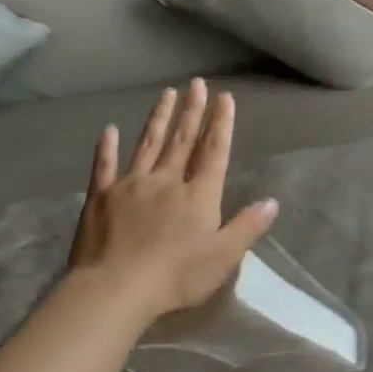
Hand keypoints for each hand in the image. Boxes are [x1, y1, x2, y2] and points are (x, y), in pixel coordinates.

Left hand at [67, 78, 277, 321]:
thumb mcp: (223, 257)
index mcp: (199, 195)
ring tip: (167, 94)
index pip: (213, 152)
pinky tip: (109, 129)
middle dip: (192, 111)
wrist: (116, 288)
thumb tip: (272, 202)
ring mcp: (131, 185)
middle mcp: (167, 181)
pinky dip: (107, 147)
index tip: (225, 97)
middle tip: (196, 83)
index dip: (221, 124)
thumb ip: (247, 227)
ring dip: (159, 118)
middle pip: (182, 140)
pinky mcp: (100, 197)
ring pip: (148, 144)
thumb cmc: (176, 276)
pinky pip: (104, 166)